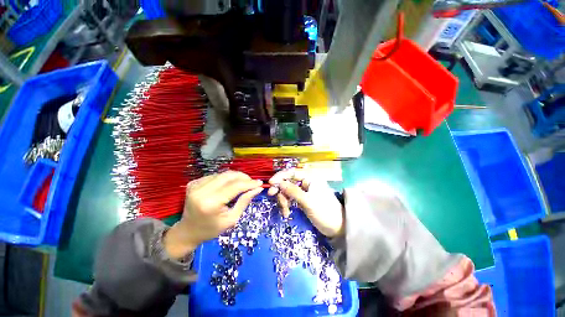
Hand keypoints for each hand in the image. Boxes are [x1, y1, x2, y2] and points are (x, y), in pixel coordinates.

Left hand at [164, 171, 262, 257]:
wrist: (188, 231)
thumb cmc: (211, 229)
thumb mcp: (232, 219)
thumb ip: (245, 201)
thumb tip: (258, 188)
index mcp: (210, 203)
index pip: (235, 186)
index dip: (249, 183)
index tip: (260, 183)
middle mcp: (201, 190)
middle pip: (228, 176)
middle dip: (243, 177)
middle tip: (252, 182)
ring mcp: (196, 184)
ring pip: (223, 174)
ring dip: (236, 177)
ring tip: (243, 184)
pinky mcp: (194, 182)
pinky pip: (216, 176)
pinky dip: (226, 179)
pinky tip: (229, 185)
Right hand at [268, 169, 344, 237]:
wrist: (338, 227)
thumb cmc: (325, 212)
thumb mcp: (308, 201)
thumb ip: (293, 191)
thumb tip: (279, 183)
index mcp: (311, 178)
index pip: (292, 172)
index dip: (280, 176)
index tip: (270, 183)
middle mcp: (307, 182)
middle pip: (288, 181)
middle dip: (280, 189)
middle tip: (272, 196)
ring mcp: (304, 191)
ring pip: (287, 190)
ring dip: (283, 199)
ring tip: (285, 211)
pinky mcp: (302, 199)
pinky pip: (290, 198)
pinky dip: (287, 204)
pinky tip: (286, 213)